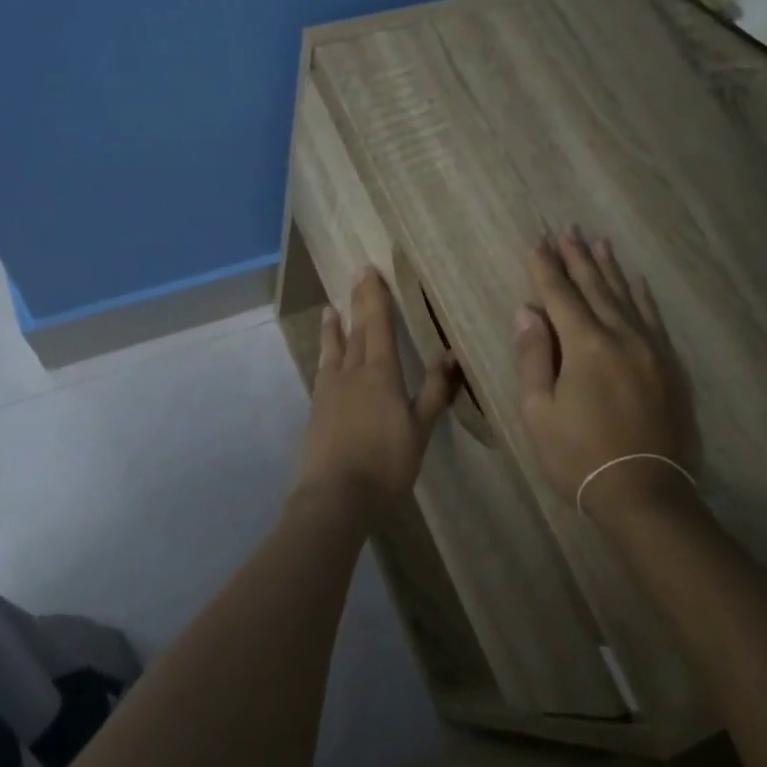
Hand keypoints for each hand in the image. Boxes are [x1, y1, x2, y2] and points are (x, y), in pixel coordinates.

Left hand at [296, 267, 455, 503]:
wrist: (336, 495)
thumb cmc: (386, 463)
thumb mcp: (420, 429)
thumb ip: (435, 391)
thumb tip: (450, 354)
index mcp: (380, 374)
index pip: (378, 325)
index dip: (375, 297)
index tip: (369, 270)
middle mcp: (351, 373)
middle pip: (356, 331)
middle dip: (357, 303)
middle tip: (355, 275)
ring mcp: (329, 391)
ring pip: (333, 350)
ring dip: (333, 328)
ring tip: (330, 309)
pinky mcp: (316, 410)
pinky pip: (323, 371)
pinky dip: (325, 355)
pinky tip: (326, 360)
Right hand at [515, 233, 695, 519]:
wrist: (645, 493)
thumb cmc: (578, 456)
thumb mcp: (539, 411)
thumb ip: (534, 356)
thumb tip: (528, 311)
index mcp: (586, 347)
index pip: (560, 297)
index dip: (546, 269)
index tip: (537, 242)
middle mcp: (622, 337)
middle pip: (595, 289)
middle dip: (577, 259)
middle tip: (565, 231)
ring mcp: (651, 350)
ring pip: (626, 298)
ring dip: (609, 270)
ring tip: (597, 243)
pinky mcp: (669, 367)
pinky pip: (654, 319)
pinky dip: (642, 297)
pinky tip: (636, 282)